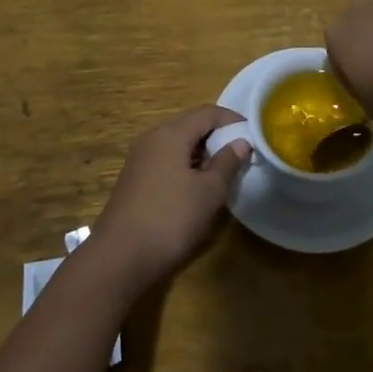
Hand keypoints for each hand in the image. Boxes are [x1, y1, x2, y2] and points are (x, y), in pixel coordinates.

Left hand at [91, 106, 250, 290]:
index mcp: (171, 133)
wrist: (119, 258)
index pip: (207, 112)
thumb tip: (241, 142)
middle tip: (240, 152)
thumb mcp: (208, 192)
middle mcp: (152, 137)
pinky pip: (165, 159)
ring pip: (177, 142)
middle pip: (190, 124)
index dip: (232, 120)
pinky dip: (185, 163)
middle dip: (217, 134)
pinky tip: (196, 185)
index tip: (253, 134)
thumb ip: (227, 163)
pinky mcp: (134, 179)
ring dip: (201, 150)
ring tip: (223, 169)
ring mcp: (140, 158)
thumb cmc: (170, 219)